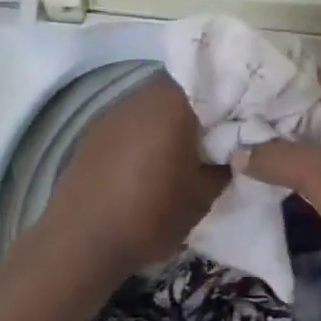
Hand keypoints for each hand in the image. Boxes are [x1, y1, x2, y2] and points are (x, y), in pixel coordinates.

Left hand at [25, 76, 227, 280]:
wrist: (81, 240)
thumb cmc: (150, 215)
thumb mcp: (202, 196)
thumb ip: (223, 164)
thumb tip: (232, 148)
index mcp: (172, 104)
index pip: (210, 79)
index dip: (227, 95)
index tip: (239, 116)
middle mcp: (141, 97)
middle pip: (178, 88)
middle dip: (197, 106)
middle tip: (214, 133)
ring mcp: (113, 111)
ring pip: (152, 103)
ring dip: (168, 118)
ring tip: (181, 148)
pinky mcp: (94, 130)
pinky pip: (130, 120)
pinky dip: (144, 131)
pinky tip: (147, 160)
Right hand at [235, 73, 320, 286]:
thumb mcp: (319, 176)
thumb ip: (275, 158)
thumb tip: (238, 152)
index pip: (311, 83)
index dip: (276, 97)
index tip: (244, 113)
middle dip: (290, 131)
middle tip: (253, 143)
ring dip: (312, 156)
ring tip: (274, 169)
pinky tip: (314, 196)